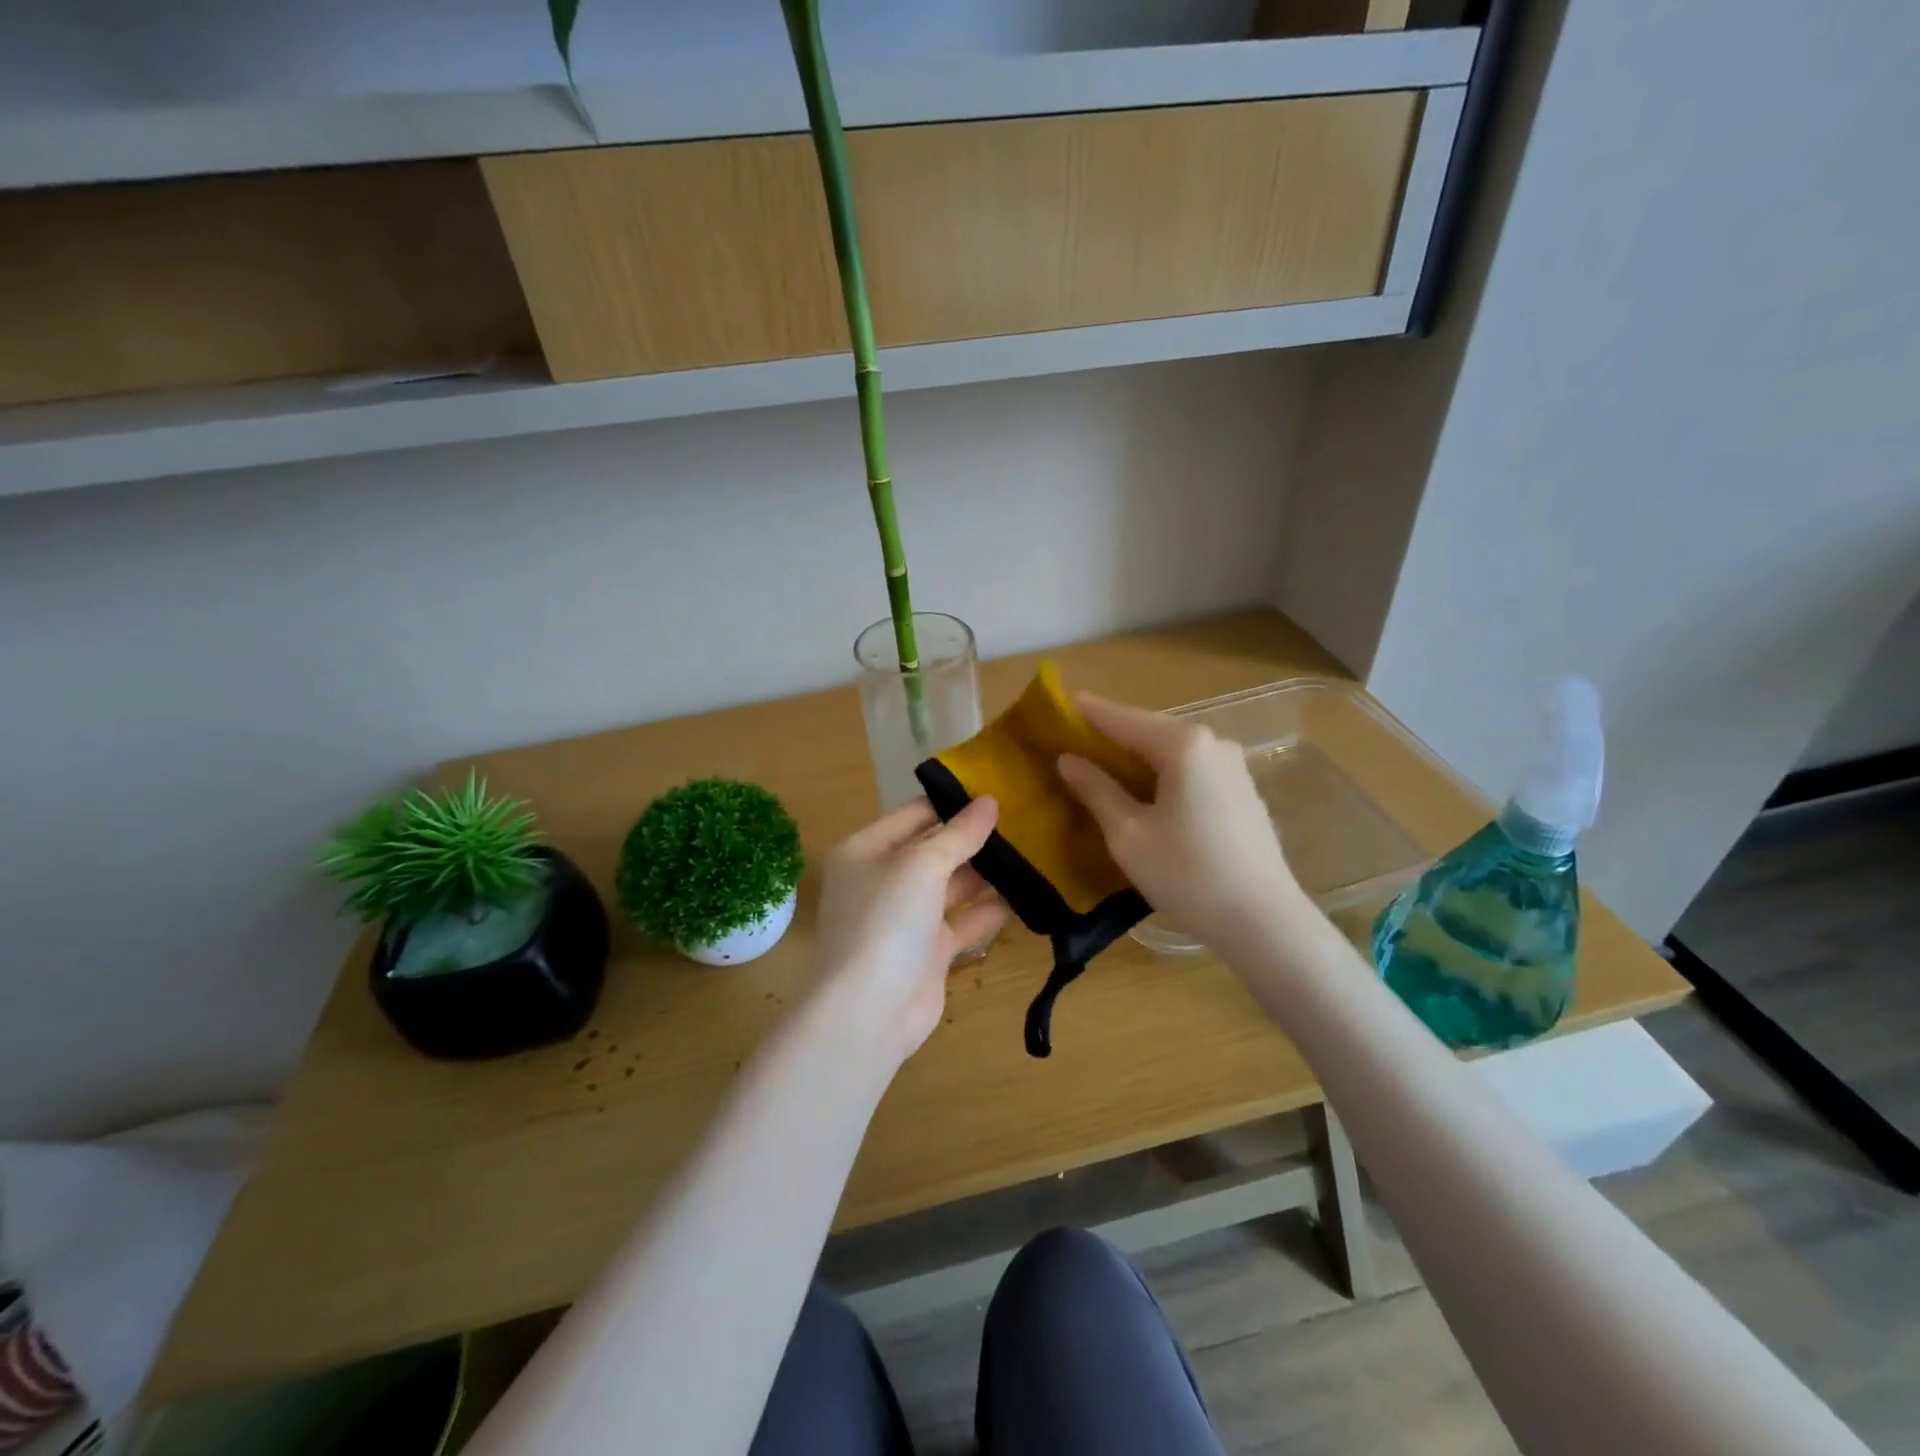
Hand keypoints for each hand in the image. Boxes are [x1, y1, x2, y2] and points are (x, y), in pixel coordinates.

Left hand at [807, 796, 1009, 1066]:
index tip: (1000, 788)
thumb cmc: (885, 923)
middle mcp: (884, 879)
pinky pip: (965, 920)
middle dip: (976, 836)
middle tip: (1027, 817)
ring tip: (1034, 849)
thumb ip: (958, 834)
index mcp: (866, 850)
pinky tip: (1028, 894)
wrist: (868, 1014)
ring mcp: (907, 917)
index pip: (915, 813)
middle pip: (935, 848)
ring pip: (953, 885)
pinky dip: (991, 909)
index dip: (954, 801)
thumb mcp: (920, 867)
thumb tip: (989, 800)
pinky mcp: (930, 951)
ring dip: (988, 872)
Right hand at [1057, 694, 1308, 954]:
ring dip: (1136, 756)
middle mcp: (1212, 742)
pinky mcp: (1242, 789)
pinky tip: (1144, 792)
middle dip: (1110, 736)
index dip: (1085, 713)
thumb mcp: (1128, 834)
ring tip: (1101, 769)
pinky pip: (1191, 768)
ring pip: (1171, 750)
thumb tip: (1068, 760)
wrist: (1264, 922)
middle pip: (1148, 729)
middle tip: (1071, 744)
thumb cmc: (1187, 875)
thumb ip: (1096, 790)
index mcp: (1183, 745)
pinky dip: (1162, 772)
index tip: (1054, 707)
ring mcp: (1232, 765)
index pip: (1121, 718)